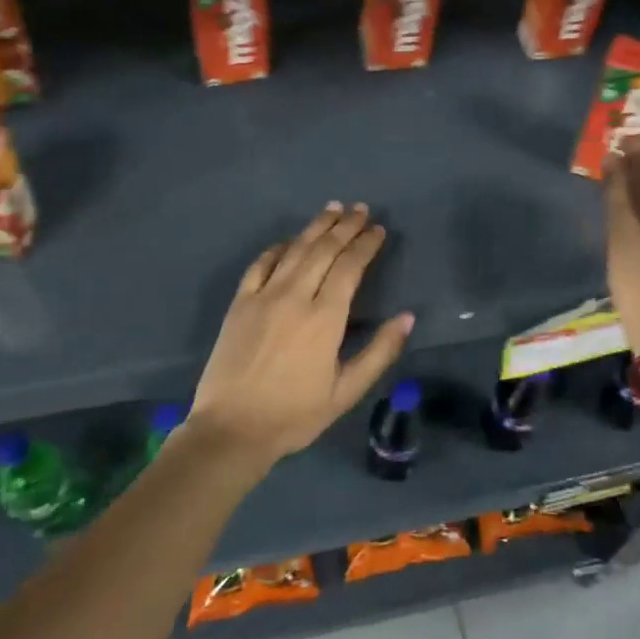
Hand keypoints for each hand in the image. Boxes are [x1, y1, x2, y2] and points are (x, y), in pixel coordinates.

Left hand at [188, 203, 413, 464]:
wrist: (231, 429)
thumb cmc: (294, 415)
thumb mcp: (346, 392)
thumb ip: (379, 352)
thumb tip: (408, 317)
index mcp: (325, 318)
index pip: (350, 266)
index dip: (366, 244)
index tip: (379, 230)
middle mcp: (295, 296)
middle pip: (324, 250)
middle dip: (346, 226)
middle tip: (361, 209)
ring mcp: (263, 296)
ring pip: (295, 250)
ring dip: (316, 227)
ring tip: (333, 209)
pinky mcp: (240, 302)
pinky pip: (261, 264)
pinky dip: (279, 247)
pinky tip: (290, 240)